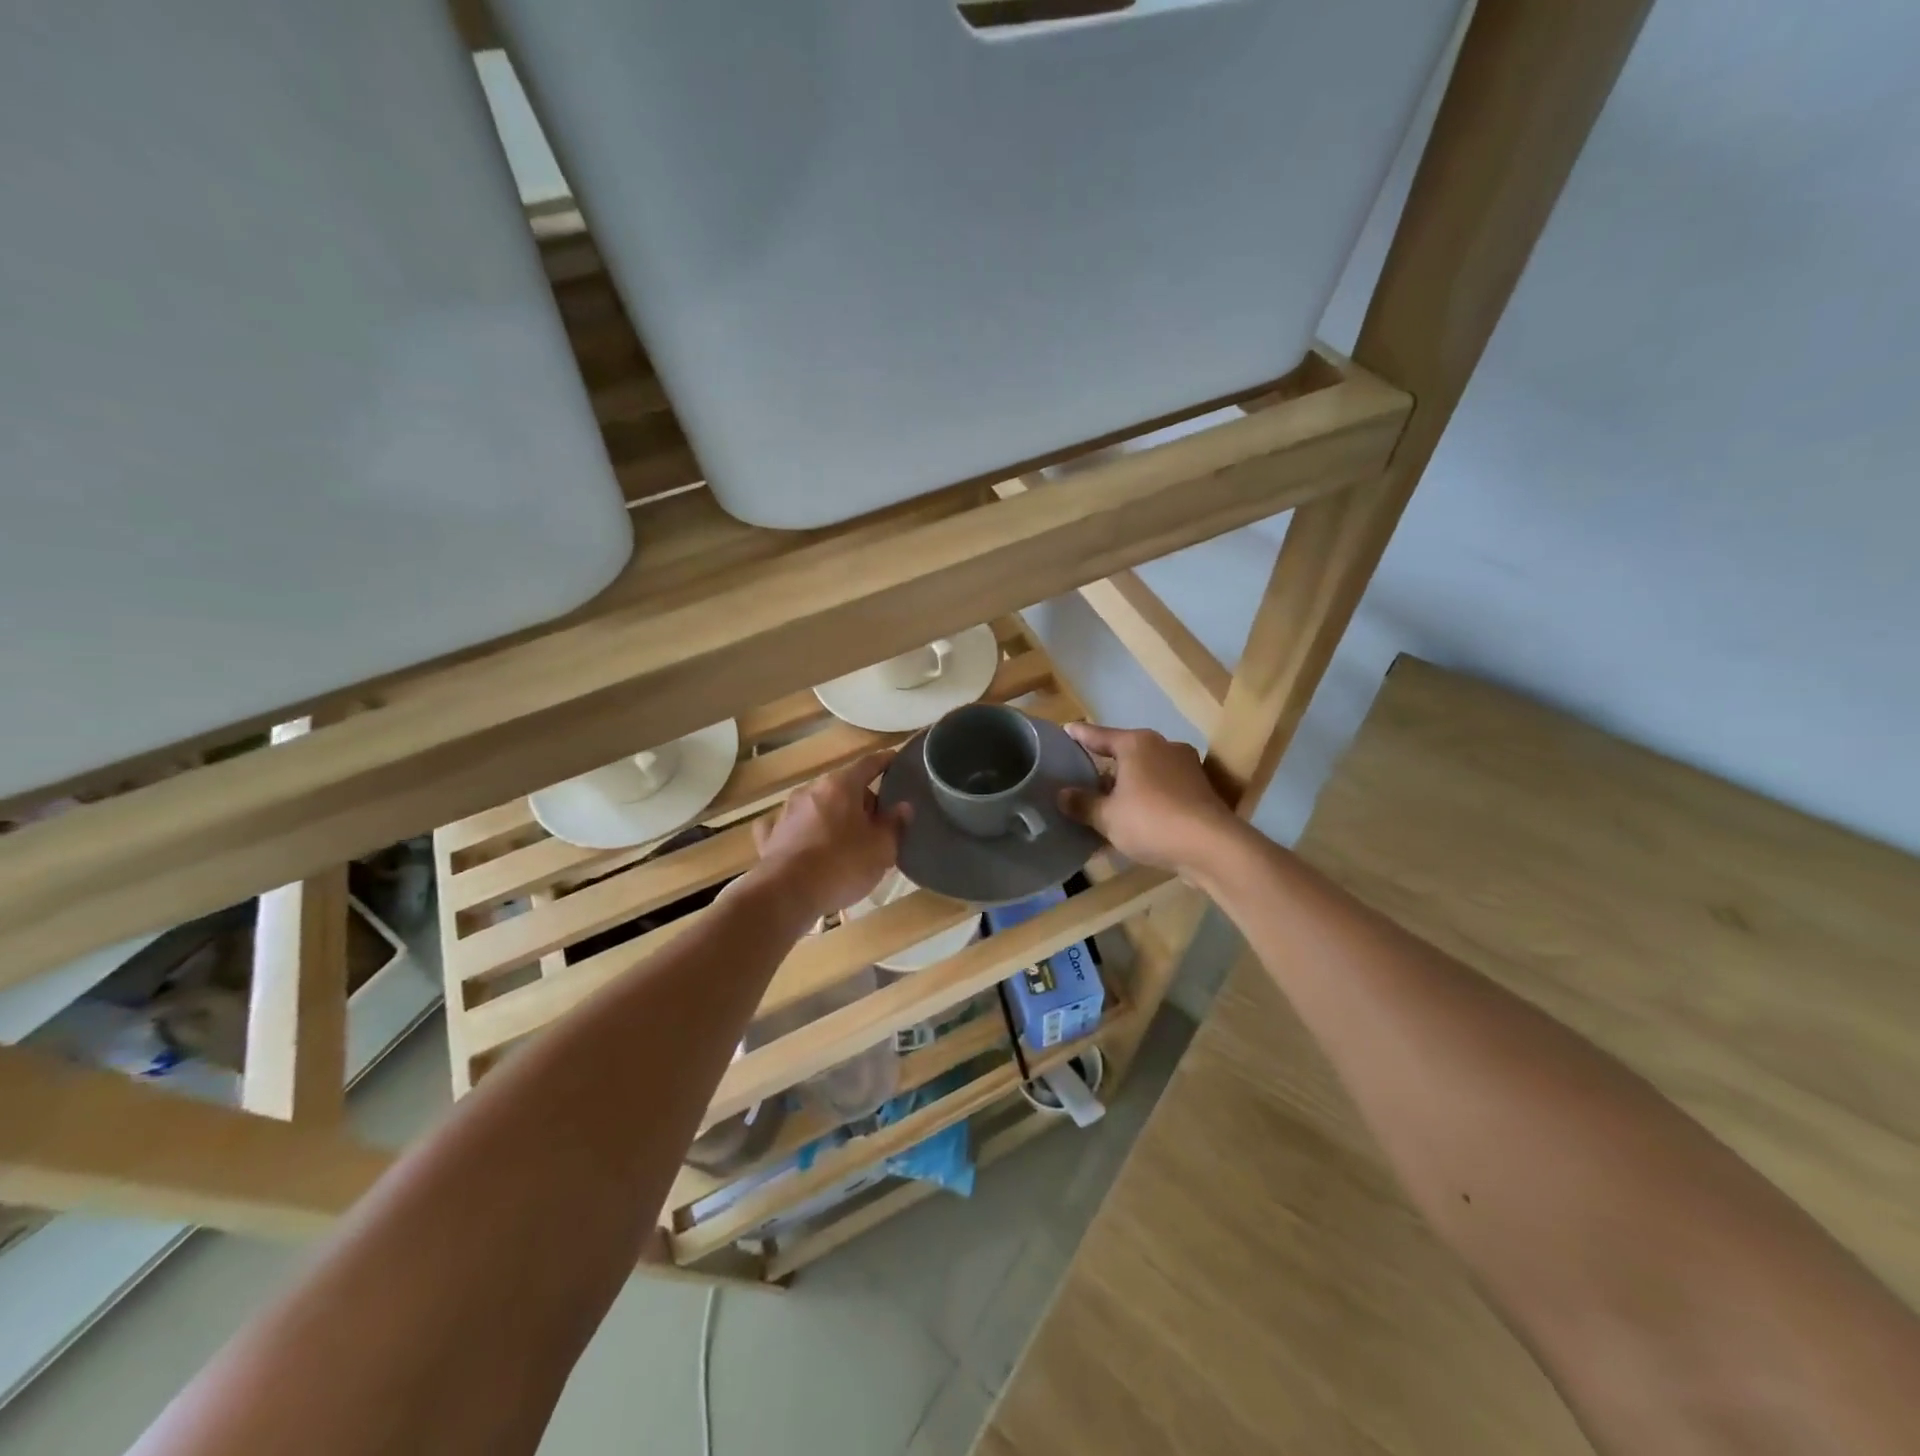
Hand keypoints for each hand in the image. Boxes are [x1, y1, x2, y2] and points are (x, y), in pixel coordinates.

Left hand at [746, 750, 908, 919]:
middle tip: (877, 821)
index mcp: (841, 786)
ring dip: (832, 816)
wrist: (786, 894)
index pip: (868, 764)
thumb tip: (903, 806)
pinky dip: (801, 831)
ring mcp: (786, 811)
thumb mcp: (881, 849)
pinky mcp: (770, 836)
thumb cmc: (842, 866)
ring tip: (846, 839)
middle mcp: (811, 790)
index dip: (885, 762)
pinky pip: (790, 826)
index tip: (895, 760)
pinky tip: (804, 843)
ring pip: (817, 806)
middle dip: (860, 799)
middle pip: (842, 786)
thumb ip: (894, 824)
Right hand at [1058, 723, 1240, 874]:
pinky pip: (1162, 789)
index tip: (1065, 731)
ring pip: (1145, 772)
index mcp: (1137, 744)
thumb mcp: (1107, 817)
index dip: (1079, 735)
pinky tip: (1135, 818)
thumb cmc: (1152, 821)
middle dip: (1104, 766)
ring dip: (1127, 786)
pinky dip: (1146, 798)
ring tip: (1106, 802)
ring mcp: (1186, 767)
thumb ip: (1083, 803)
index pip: (1099, 735)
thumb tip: (1062, 795)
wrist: (1213, 847)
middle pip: (1125, 752)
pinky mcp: (1200, 789)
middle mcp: (1163, 747)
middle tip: (1081, 776)